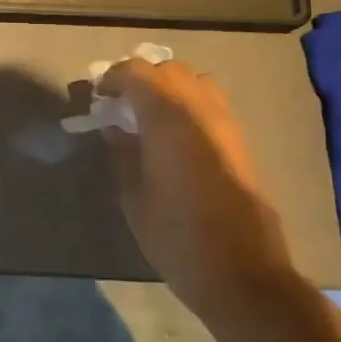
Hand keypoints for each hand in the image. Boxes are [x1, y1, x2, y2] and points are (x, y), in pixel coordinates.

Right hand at [98, 59, 293, 310]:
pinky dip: (188, 105)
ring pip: (195, 83)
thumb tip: (116, 128)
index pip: (136, 72)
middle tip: (120, 107)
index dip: (112, 78)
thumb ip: (123, 153)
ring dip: (168, 89)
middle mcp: (200, 109)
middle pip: (169, 70)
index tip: (98, 99)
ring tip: (147, 119)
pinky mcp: (240, 142)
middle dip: (141, 79)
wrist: (242, 272)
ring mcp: (226, 123)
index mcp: (168, 117)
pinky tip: (173, 138)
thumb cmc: (176, 237)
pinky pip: (210, 104)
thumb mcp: (134, 196)